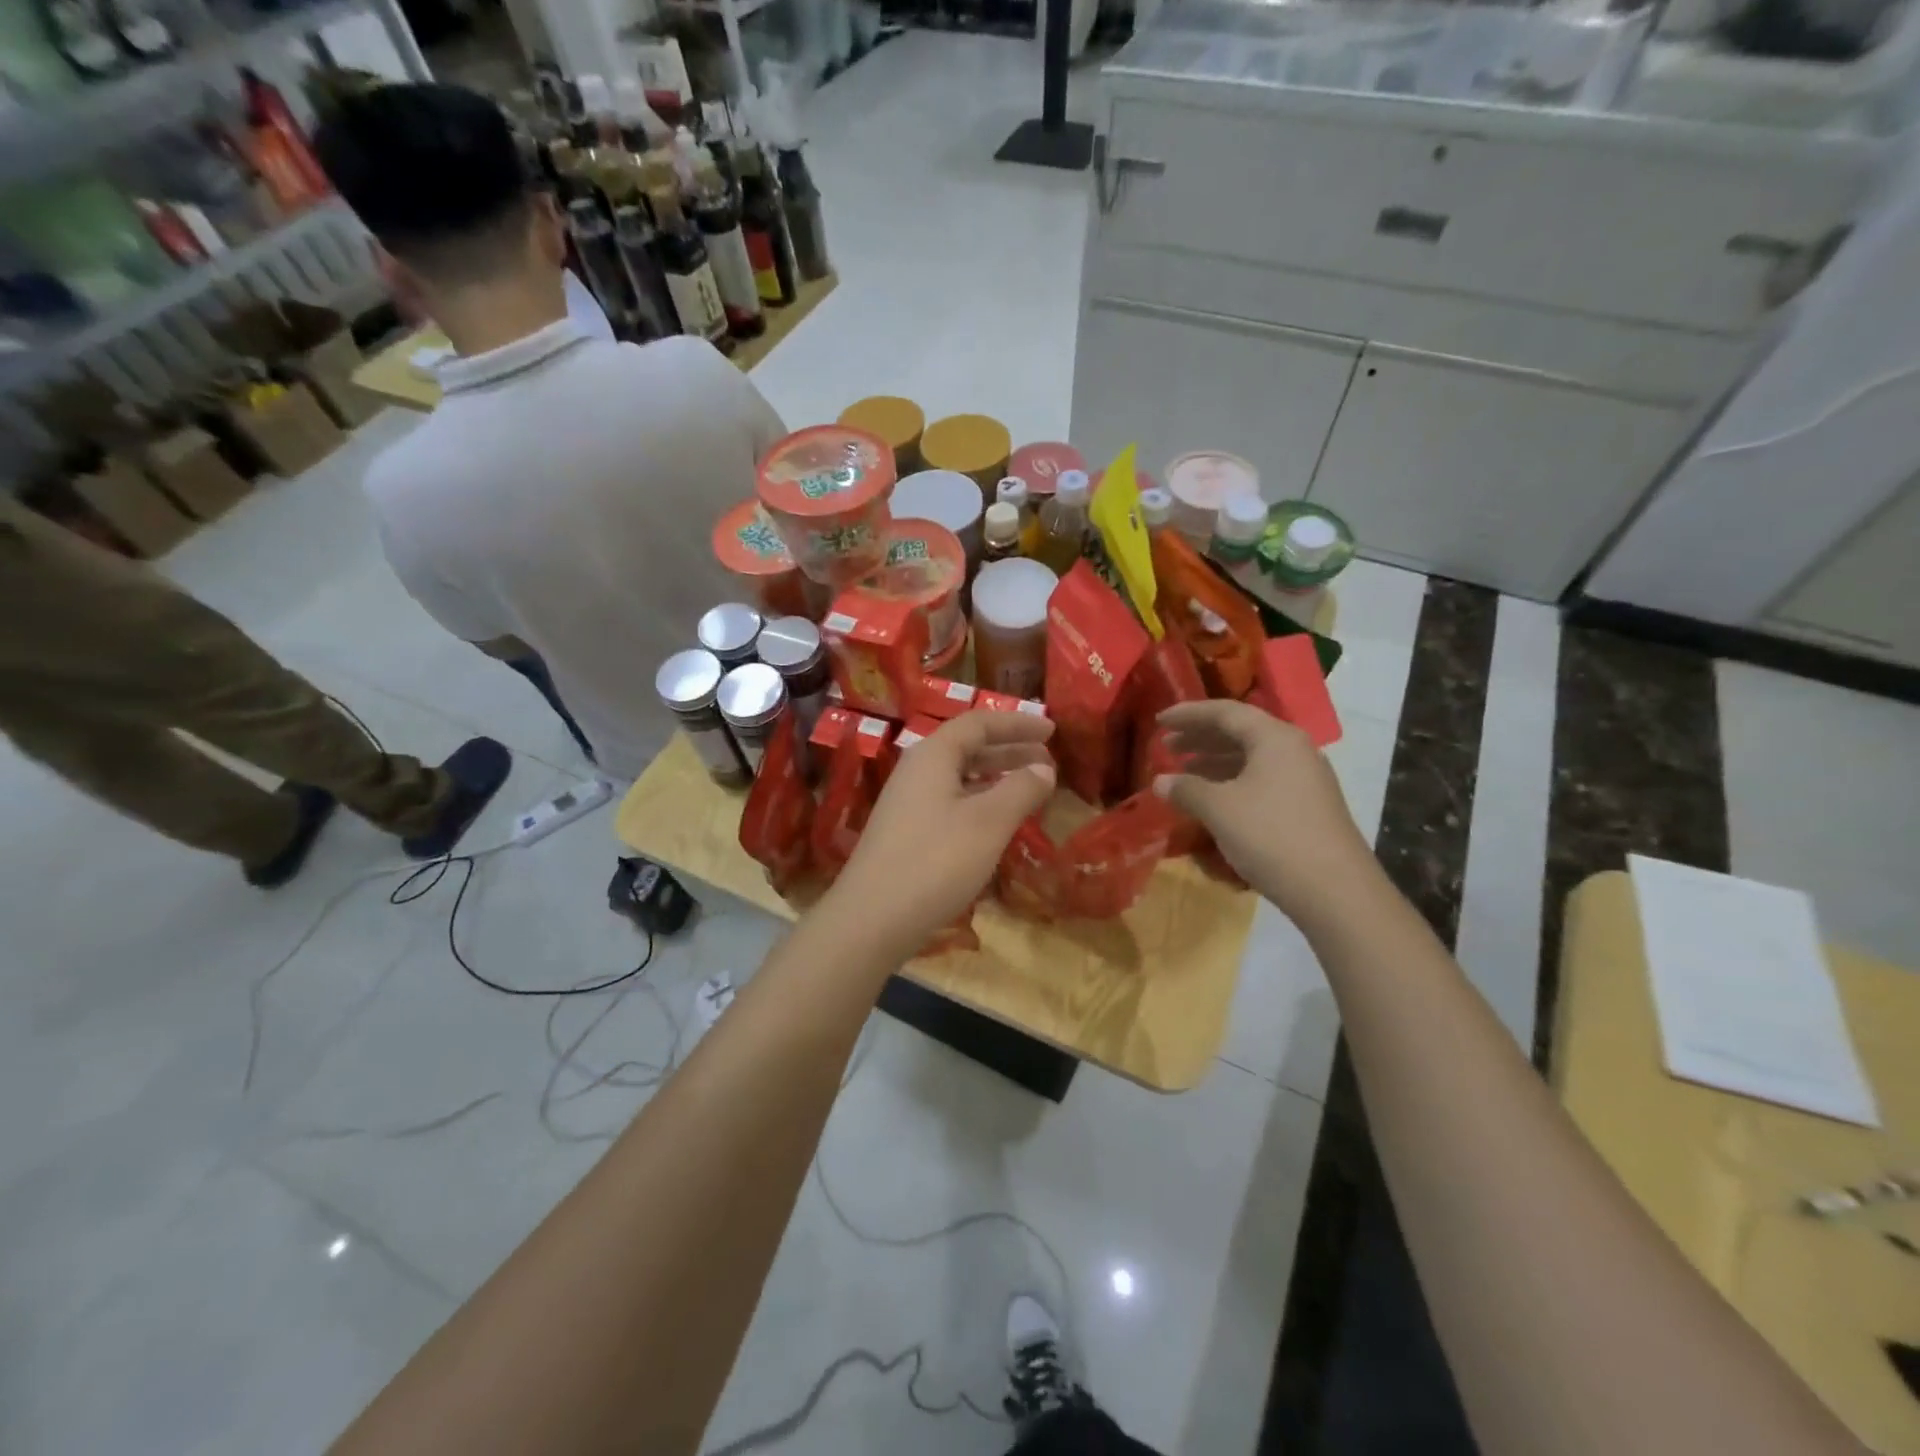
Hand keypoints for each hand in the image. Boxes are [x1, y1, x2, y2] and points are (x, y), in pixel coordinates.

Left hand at [835, 712, 1055, 944]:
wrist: (872, 918)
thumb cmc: (936, 861)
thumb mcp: (988, 822)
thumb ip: (1021, 789)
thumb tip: (1044, 768)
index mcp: (933, 755)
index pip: (979, 723)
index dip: (1018, 724)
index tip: (1052, 730)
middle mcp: (917, 770)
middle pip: (969, 747)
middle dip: (1011, 751)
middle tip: (1049, 762)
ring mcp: (908, 802)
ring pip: (960, 777)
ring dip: (997, 778)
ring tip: (1032, 789)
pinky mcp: (907, 832)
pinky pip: (951, 802)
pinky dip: (981, 802)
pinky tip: (999, 822)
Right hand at [1151, 699, 1376, 918]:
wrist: (1334, 891)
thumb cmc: (1271, 836)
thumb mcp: (1219, 809)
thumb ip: (1186, 789)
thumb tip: (1161, 781)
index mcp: (1275, 738)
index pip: (1225, 712)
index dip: (1188, 714)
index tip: (1159, 721)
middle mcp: (1294, 750)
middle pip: (1240, 732)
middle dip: (1200, 737)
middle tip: (1166, 746)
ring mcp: (1305, 778)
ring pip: (1251, 758)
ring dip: (1214, 761)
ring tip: (1183, 773)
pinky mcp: (1307, 805)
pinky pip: (1262, 780)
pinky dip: (1232, 782)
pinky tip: (1213, 800)